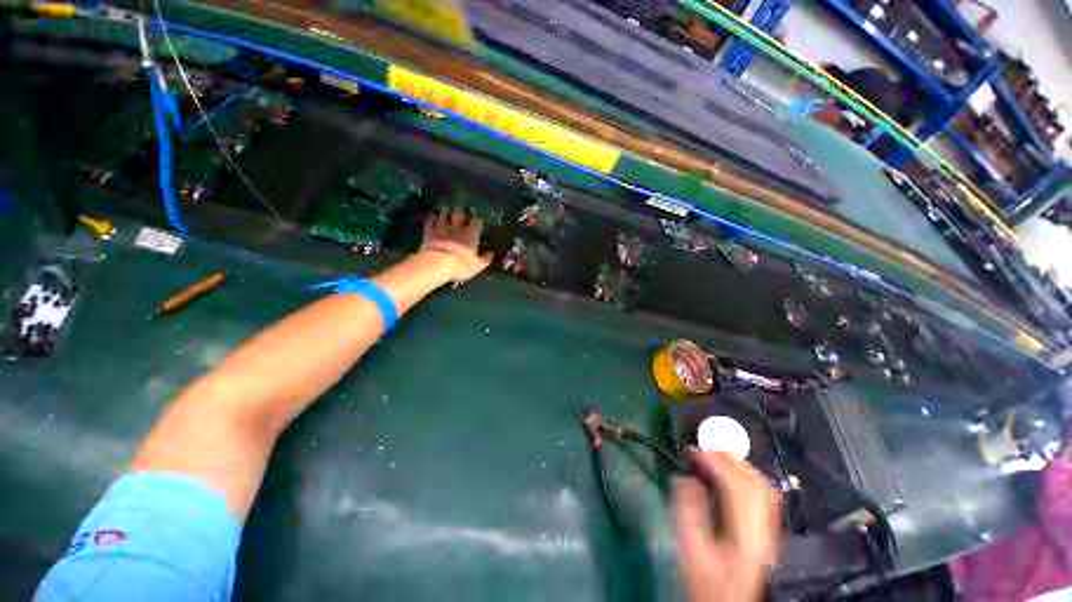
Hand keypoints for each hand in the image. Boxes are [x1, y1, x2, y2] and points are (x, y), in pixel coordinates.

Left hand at [419, 206, 493, 283]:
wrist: (438, 264)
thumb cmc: (461, 265)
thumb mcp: (478, 265)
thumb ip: (485, 258)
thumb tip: (491, 253)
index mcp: (471, 234)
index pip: (476, 221)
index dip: (477, 221)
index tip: (477, 223)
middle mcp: (457, 227)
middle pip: (459, 212)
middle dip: (460, 211)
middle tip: (460, 212)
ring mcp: (442, 227)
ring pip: (444, 213)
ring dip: (446, 211)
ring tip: (446, 211)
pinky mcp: (429, 231)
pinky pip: (430, 220)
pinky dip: (431, 217)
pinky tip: (432, 216)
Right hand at [673, 449, 781, 601]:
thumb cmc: (706, 581)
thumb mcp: (691, 550)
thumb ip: (687, 512)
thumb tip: (684, 478)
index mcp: (746, 535)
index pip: (736, 487)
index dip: (714, 463)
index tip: (693, 450)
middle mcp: (764, 530)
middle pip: (756, 483)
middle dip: (729, 459)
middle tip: (704, 447)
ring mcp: (769, 530)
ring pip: (763, 487)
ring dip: (740, 465)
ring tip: (716, 455)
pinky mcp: (766, 531)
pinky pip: (764, 495)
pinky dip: (747, 477)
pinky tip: (732, 473)